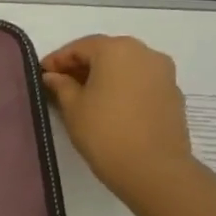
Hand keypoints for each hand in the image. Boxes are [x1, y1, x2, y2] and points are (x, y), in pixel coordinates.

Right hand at [40, 34, 193, 195]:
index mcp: (116, 49)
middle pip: (106, 52)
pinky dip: (123, 87)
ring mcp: (164, 72)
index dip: (58, 59)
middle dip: (82, 65)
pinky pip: (141, 81)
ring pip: (126, 66)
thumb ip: (61, 86)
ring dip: (104, 75)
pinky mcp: (173, 93)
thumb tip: (54, 76)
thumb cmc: (104, 132)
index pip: (80, 47)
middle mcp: (144, 52)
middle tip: (61, 83)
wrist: (153, 168)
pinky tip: (110, 106)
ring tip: (84, 96)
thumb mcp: (72, 108)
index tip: (42, 74)